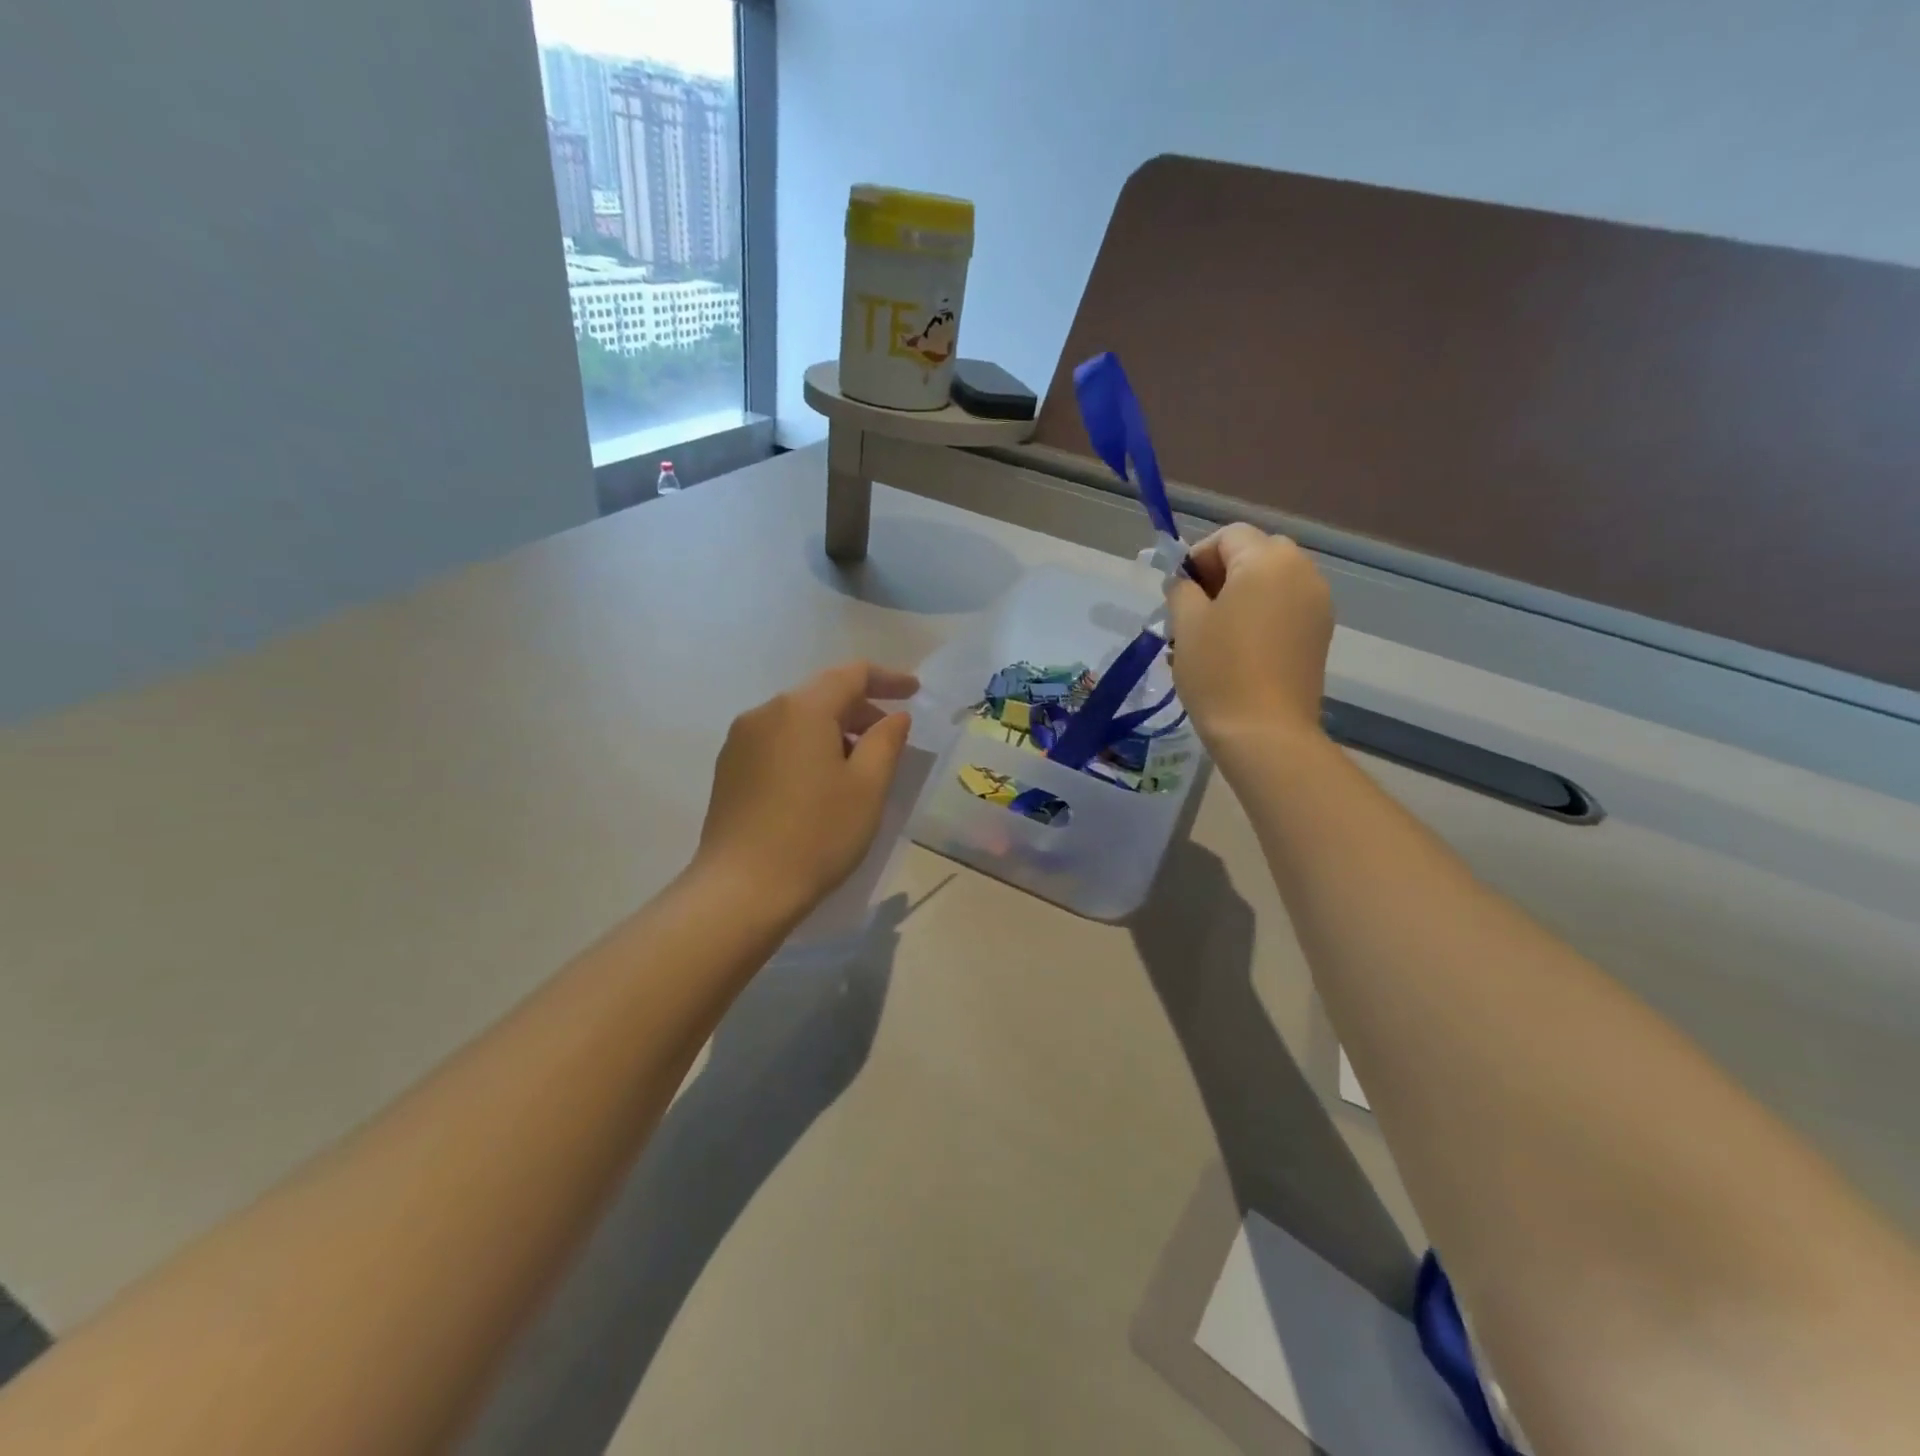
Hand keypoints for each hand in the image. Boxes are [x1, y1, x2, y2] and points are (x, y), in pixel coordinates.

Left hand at [694, 661, 917, 917]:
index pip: (852, 674)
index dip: (888, 679)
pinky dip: (806, 747)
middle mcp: (765, 712)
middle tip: (891, 738)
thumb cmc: (817, 835)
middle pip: (822, 694)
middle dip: (861, 709)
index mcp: (802, 708)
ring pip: (798, 719)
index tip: (914, 693)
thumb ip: (886, 741)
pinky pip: (778, 741)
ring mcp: (741, 740)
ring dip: (833, 731)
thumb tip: (894, 716)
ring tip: (858, 767)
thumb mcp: (868, 788)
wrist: (742, 890)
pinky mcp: (728, 768)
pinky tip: (820, 783)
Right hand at [1166, 524, 1332, 749]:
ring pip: (1272, 581)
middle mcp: (1302, 571)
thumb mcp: (1186, 624)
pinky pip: (1285, 607)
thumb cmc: (1219, 671)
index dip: (1197, 557)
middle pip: (1255, 553)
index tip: (1177, 592)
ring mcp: (1317, 603)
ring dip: (1240, 595)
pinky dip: (1260, 614)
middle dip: (1221, 573)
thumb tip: (1185, 583)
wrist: (1265, 731)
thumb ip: (1182, 589)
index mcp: (1268, 560)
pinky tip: (1237, 649)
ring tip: (1213, 633)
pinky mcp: (1320, 634)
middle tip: (1193, 610)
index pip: (1228, 536)